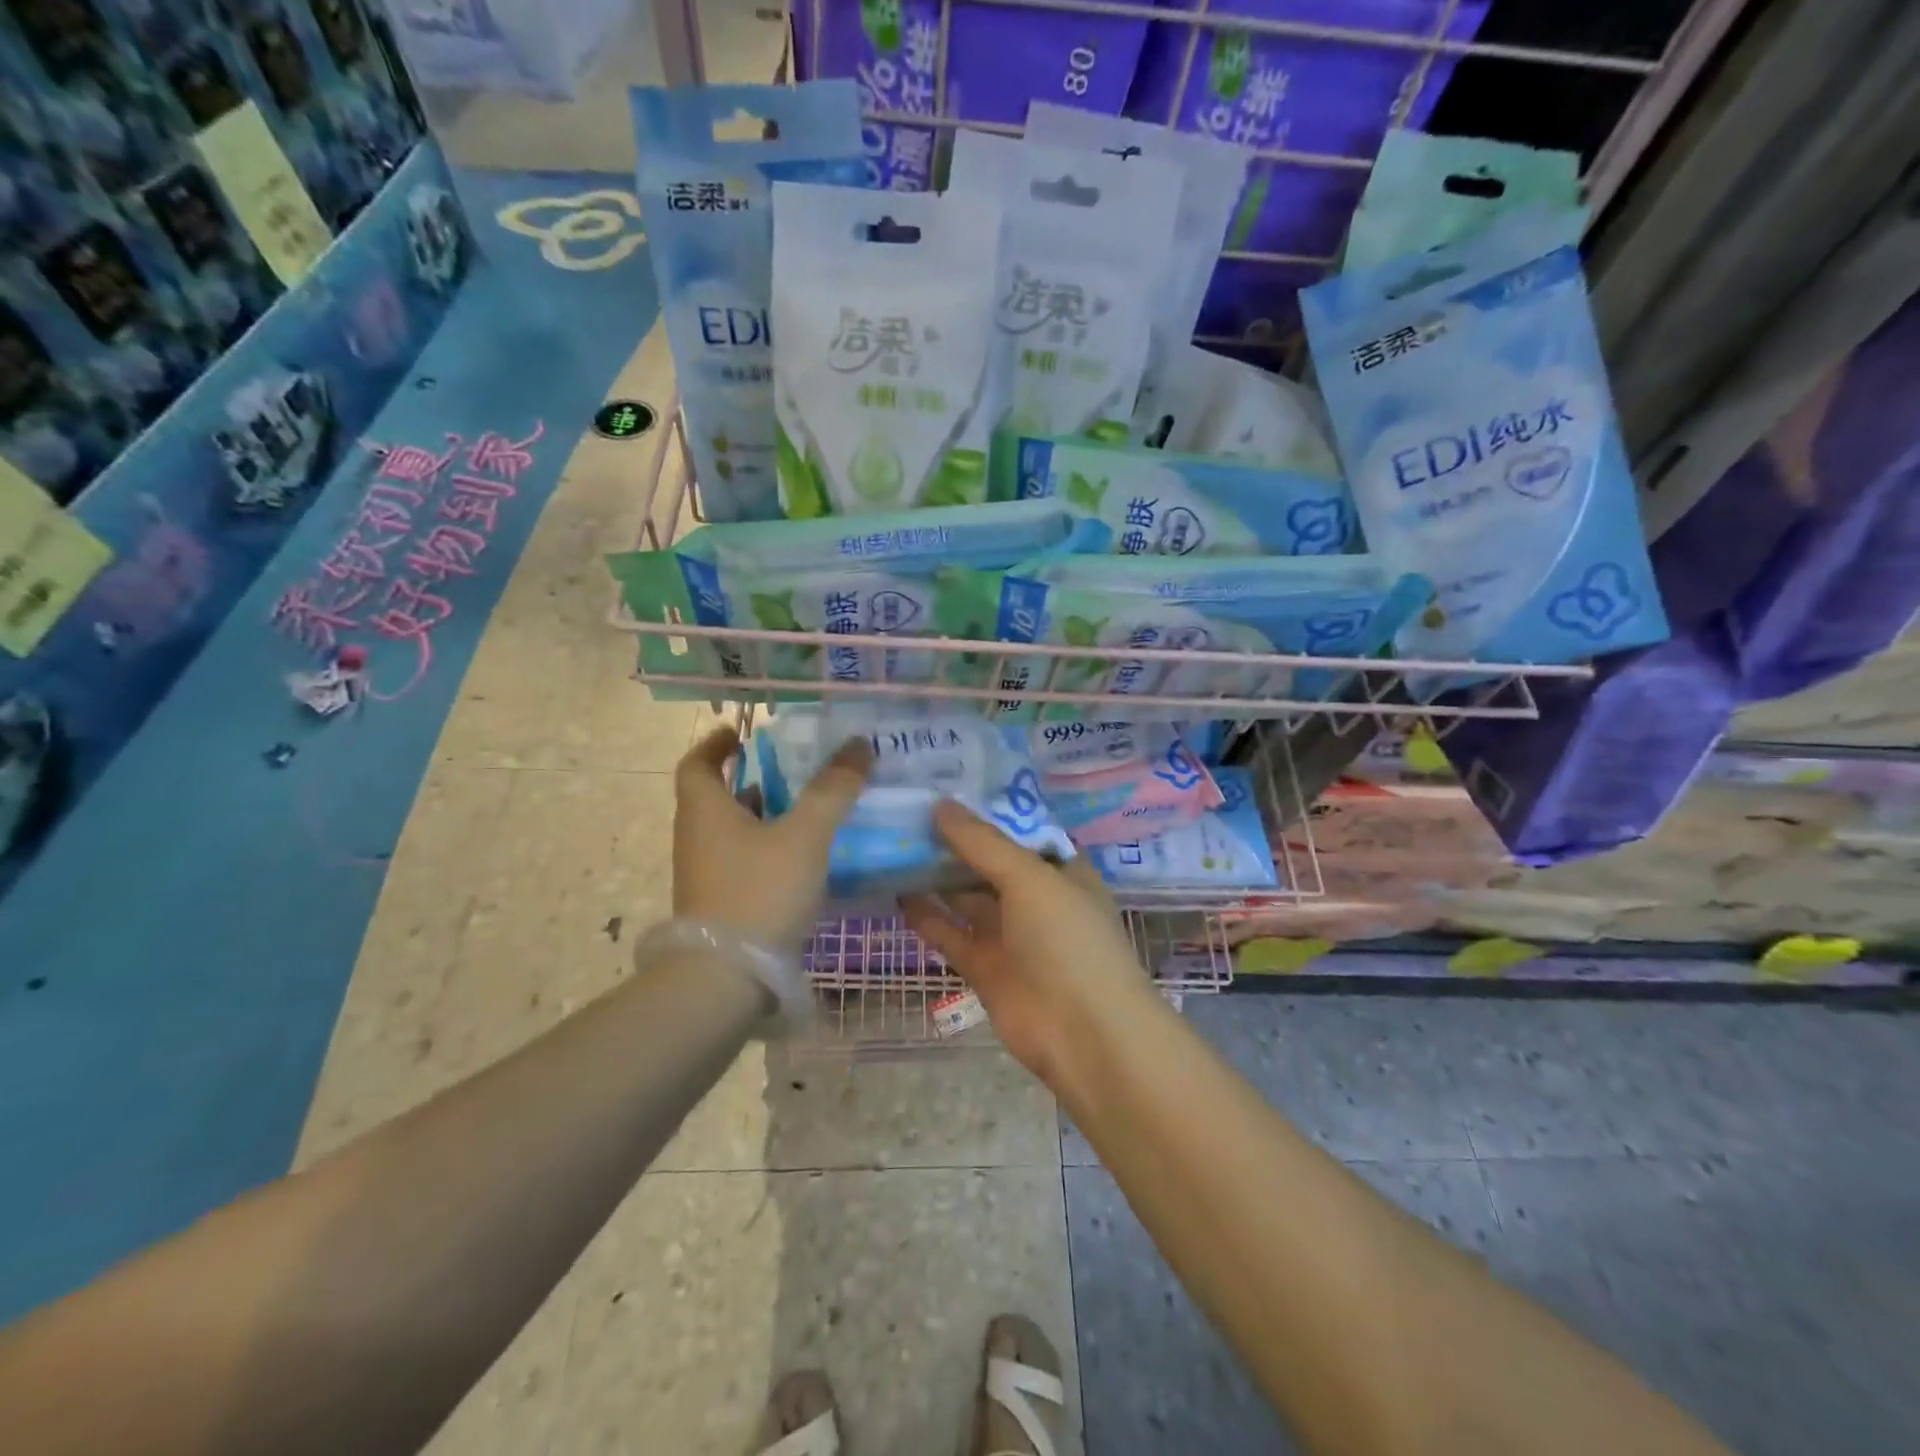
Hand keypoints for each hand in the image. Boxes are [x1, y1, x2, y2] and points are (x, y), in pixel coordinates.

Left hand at [673, 726, 871, 949]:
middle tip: (791, 768)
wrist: (725, 978)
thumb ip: (832, 790)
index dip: (716, 744)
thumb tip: (858, 744)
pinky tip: (802, 858)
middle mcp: (697, 837)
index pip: (696, 763)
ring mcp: (705, 874)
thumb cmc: (759, 891)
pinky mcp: (720, 904)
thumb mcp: (804, 835)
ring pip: (732, 831)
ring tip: (806, 808)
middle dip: (751, 779)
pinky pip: (742, 861)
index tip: (740, 733)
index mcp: (704, 810)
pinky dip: (767, 849)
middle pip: (717, 797)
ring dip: (763, 815)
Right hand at [901, 801, 1153, 1086]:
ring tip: (893, 845)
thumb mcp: (1030, 878)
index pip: (1017, 829)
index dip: (983, 809)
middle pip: (987, 861)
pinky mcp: (985, 967)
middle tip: (905, 810)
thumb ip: (983, 843)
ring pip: (965, 897)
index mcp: (1059, 868)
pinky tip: (896, 892)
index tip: (942, 785)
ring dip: (934, 876)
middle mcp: (1035, 897)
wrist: (1083, 1033)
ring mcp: (1010, 934)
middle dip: (951, 841)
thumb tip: (940, 805)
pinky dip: (927, 916)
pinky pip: (951, 934)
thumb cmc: (1068, 940)